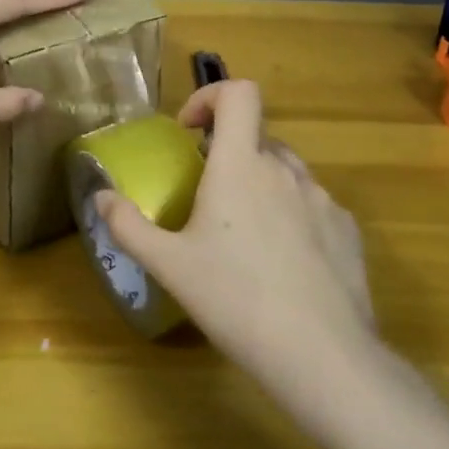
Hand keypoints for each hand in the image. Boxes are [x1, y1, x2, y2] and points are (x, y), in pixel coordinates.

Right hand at [97, 80, 374, 382]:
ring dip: (261, 184)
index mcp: (240, 164)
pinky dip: (292, 215)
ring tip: (245, 236)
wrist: (321, 355)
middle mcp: (284, 169)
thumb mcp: (169, 266)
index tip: (190, 131)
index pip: (238, 92)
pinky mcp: (347, 229)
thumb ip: (128, 225)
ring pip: (285, 171)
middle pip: (257, 135)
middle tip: (208, 198)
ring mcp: (322, 198)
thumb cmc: (235, 300)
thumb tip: (101, 196)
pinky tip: (284, 264)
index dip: (212, 96)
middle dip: (229, 153)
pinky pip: (313, 205)